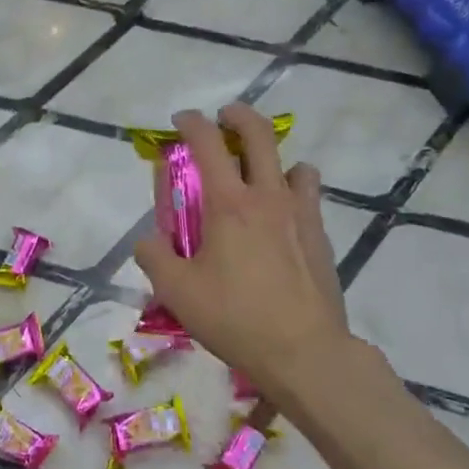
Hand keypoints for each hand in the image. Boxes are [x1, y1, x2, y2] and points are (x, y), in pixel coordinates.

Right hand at [135, 105, 355, 414]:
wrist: (305, 352)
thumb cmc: (235, 318)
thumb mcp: (177, 292)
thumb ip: (154, 258)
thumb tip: (147, 242)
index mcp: (228, 205)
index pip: (208, 144)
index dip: (192, 123)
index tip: (182, 119)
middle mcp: (268, 197)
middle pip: (260, 135)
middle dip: (239, 116)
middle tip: (225, 117)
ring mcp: (301, 214)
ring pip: (294, 164)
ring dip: (274, 158)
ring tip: (260, 175)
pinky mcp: (320, 237)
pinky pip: (309, 196)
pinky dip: (293, 191)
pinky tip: (281, 217)